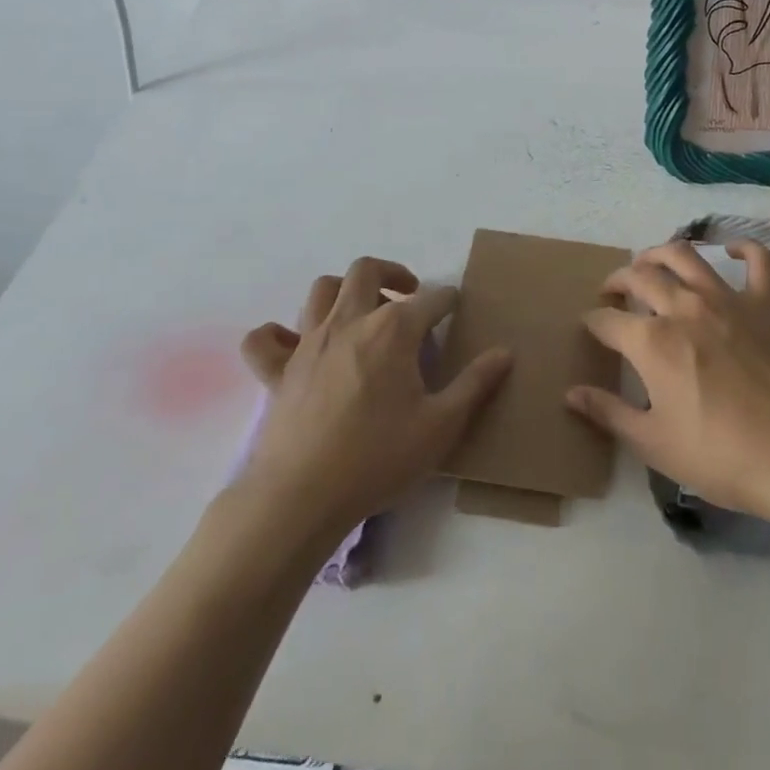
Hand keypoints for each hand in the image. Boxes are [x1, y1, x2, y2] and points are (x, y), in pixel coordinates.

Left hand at [236, 257, 512, 538]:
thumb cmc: (379, 458)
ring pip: (322, 290)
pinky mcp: (277, 371)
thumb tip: (504, 352)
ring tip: (362, 314)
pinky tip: (295, 346)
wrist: (302, 498)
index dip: (448, 300)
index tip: (456, 308)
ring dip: (345, 291)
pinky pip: (264, 339)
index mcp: (393, 330)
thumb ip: (475, 384)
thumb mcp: (442, 425)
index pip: (430, 298)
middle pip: (367, 271)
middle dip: (393, 274)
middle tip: (409, 297)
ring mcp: (308, 343)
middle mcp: (349, 322)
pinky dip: (278, 334)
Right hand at [566, 240, 769, 524]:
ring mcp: (728, 301)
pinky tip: (731, 251)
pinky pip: (759, 262)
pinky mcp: (766, 305)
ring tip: (650, 263)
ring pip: (686, 256)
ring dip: (660, 253)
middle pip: (640, 277)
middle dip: (618, 281)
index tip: (590, 328)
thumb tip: (571, 393)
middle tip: (612, 293)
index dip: (592, 322)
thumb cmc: (719, 456)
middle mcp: (684, 308)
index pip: (607, 321)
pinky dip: (744, 249)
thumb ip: (608, 413)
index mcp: (652, 342)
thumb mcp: (653, 443)